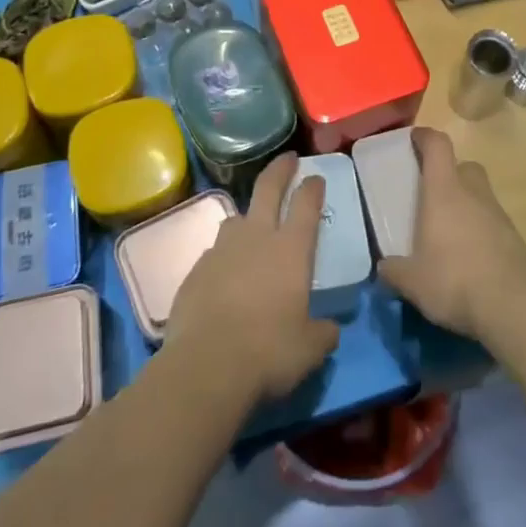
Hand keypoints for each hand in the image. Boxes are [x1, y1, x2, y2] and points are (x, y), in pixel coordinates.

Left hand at [166, 154, 338, 403]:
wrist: (206, 367)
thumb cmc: (269, 352)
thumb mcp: (310, 348)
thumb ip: (323, 332)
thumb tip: (330, 328)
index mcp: (291, 250)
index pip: (306, 205)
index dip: (312, 187)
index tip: (316, 176)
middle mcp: (256, 238)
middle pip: (268, 190)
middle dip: (280, 170)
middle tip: (288, 158)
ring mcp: (221, 251)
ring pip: (235, 219)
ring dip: (247, 217)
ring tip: (252, 227)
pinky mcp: (195, 270)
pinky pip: (214, 254)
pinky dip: (224, 258)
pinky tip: (225, 277)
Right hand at [377, 128, 525, 341]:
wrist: (516, 307)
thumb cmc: (455, 281)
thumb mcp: (412, 282)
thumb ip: (393, 271)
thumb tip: (384, 267)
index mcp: (445, 192)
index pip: (438, 146)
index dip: (425, 137)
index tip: (413, 138)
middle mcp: (474, 194)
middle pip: (464, 166)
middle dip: (448, 172)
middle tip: (431, 193)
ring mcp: (499, 215)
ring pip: (480, 195)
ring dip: (465, 204)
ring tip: (447, 231)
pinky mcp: (515, 239)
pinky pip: (492, 222)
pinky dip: (479, 230)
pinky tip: (468, 257)